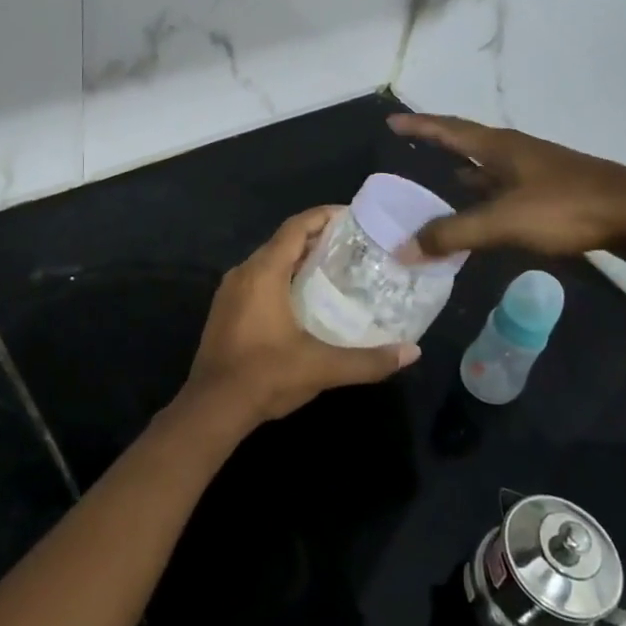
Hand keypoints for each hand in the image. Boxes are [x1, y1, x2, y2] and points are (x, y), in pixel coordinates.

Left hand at [180, 207, 419, 429]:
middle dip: (316, 239)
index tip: (353, 217)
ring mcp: (230, 292)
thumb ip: (369, 360)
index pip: (295, 228)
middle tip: (353, 247)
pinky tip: (304, 299)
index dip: (323, 217)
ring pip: (268, 262)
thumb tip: (413, 352)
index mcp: (263, 273)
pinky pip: (258, 280)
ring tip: (334, 270)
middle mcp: (243, 273)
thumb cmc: (265, 376)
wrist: (212, 408)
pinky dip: (282, 278)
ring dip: (298, 260)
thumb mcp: (322, 368)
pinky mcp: (225, 311)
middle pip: (283, 242)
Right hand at [388, 113, 625, 262]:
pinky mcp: (551, 192)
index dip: (419, 126)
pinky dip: (484, 197)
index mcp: (499, 147)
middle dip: (438, 146)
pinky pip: (504, 189)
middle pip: (466, 143)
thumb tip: (403, 248)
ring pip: (487, 168)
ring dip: (462, 174)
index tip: (392, 122)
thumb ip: (453, 234)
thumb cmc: (565, 207)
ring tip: (436, 184)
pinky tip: (481, 213)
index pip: (448, 129)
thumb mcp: (502, 222)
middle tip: (410, 152)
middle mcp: (514, 152)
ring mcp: (536, 171)